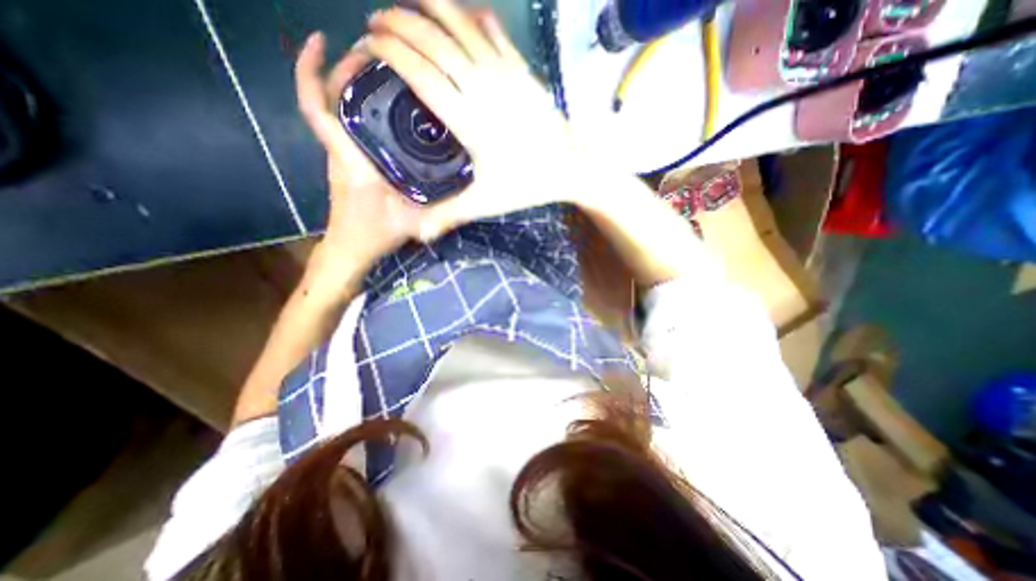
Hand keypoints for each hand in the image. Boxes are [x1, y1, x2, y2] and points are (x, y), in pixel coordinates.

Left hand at [292, 32, 422, 279]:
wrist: (351, 248)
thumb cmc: (376, 234)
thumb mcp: (413, 222)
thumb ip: (438, 211)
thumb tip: (466, 199)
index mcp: (352, 160)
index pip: (318, 109)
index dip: (312, 70)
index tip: (323, 40)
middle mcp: (342, 151)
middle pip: (329, 99)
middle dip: (344, 69)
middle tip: (375, 53)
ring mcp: (343, 155)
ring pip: (338, 111)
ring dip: (351, 87)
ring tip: (384, 74)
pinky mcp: (348, 162)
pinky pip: (347, 126)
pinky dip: (358, 108)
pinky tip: (385, 108)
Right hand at [367, 0, 590, 238]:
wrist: (570, 166)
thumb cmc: (527, 183)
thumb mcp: (486, 202)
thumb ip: (450, 215)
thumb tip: (420, 236)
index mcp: (468, 119)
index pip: (420, 74)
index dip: (392, 53)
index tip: (370, 44)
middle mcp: (482, 87)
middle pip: (434, 41)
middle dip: (400, 23)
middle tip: (377, 20)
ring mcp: (504, 73)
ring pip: (461, 24)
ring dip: (431, 7)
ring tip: (408, 2)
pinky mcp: (521, 69)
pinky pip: (493, 31)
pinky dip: (472, 15)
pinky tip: (462, 12)